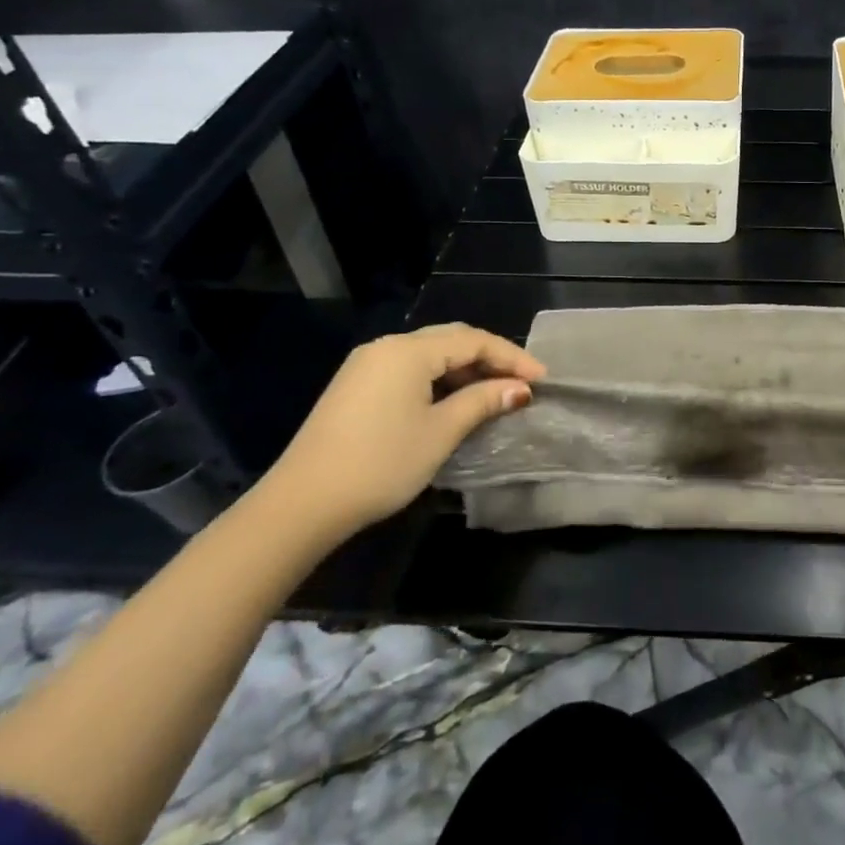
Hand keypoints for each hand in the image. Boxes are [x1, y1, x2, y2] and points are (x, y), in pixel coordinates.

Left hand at [258, 324, 544, 539]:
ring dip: (465, 370)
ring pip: (429, 355)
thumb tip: (520, 389)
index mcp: (408, 351)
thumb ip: (482, 402)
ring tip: (495, 392)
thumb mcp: (440, 432)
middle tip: (523, 381)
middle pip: (451, 340)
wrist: (301, 504)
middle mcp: (387, 347)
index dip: (512, 357)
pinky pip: (409, 369)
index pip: (473, 340)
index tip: (542, 379)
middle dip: (491, 358)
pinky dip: (439, 380)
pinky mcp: (355, 386)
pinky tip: (454, 401)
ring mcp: (367, 365)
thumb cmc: (380, 464)